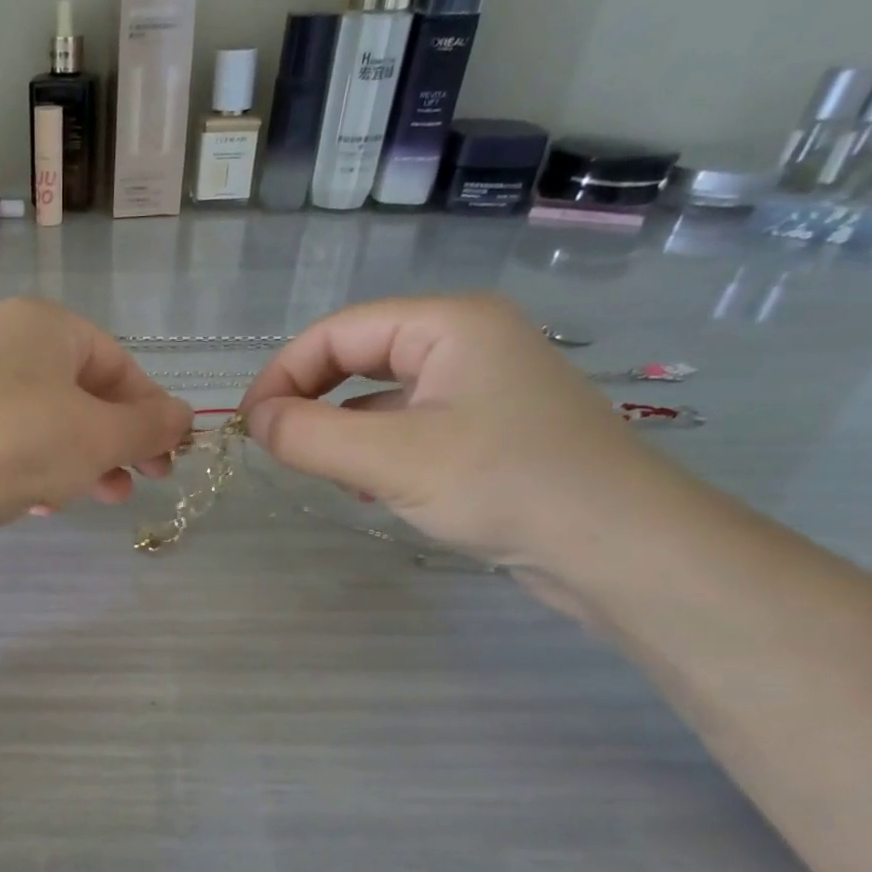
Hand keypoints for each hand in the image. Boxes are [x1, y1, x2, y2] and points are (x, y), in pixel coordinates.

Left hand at [0, 297, 192, 527]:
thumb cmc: (22, 441)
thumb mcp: (100, 434)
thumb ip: (149, 426)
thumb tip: (185, 416)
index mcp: (42, 326)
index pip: (116, 362)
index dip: (151, 408)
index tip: (172, 451)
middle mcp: (4, 349)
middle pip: (82, 395)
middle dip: (119, 441)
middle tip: (148, 478)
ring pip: (48, 426)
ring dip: (84, 462)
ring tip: (107, 497)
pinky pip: (12, 450)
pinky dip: (37, 473)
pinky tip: (43, 506)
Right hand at [238, 295, 674, 568]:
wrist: (621, 548)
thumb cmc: (504, 484)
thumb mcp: (391, 460)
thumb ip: (310, 436)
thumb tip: (255, 422)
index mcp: (448, 324)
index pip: (338, 331)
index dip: (284, 374)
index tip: (250, 426)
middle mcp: (466, 342)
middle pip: (360, 358)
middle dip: (313, 401)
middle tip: (280, 448)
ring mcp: (481, 387)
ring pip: (382, 397)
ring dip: (343, 432)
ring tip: (330, 475)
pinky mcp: (489, 431)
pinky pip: (410, 426)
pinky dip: (377, 452)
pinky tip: (373, 490)